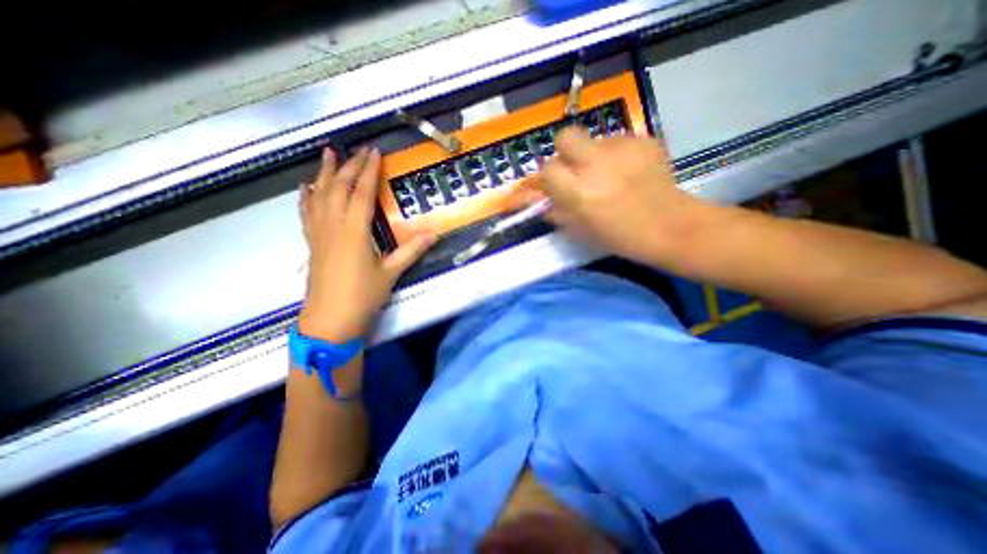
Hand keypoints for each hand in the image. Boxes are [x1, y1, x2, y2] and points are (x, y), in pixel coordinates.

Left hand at [297, 148, 435, 342]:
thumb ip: (411, 250)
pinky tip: (307, 187)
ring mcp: (319, 234)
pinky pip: (307, 212)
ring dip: (324, 173)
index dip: (368, 171)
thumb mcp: (391, 273)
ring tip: (327, 153)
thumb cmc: (362, 297)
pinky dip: (307, 196)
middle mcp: (333, 227)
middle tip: (357, 149)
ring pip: (319, 195)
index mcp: (354, 232)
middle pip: (338, 188)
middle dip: (348, 166)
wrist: (330, 320)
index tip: (374, 152)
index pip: (361, 193)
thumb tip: (434, 233)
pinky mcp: (313, 243)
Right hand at [537, 128, 705, 264]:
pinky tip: (630, 171)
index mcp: (579, 191)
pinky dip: (618, 154)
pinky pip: (619, 141)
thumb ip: (558, 212)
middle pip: (566, 136)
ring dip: (595, 154)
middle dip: (565, 150)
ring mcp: (622, 149)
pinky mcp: (644, 140)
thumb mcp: (581, 230)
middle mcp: (596, 164)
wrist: (670, 227)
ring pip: (595, 139)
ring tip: (611, 174)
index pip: (548, 168)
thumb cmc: (620, 236)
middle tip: (576, 166)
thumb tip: (543, 200)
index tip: (555, 184)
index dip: (549, 176)